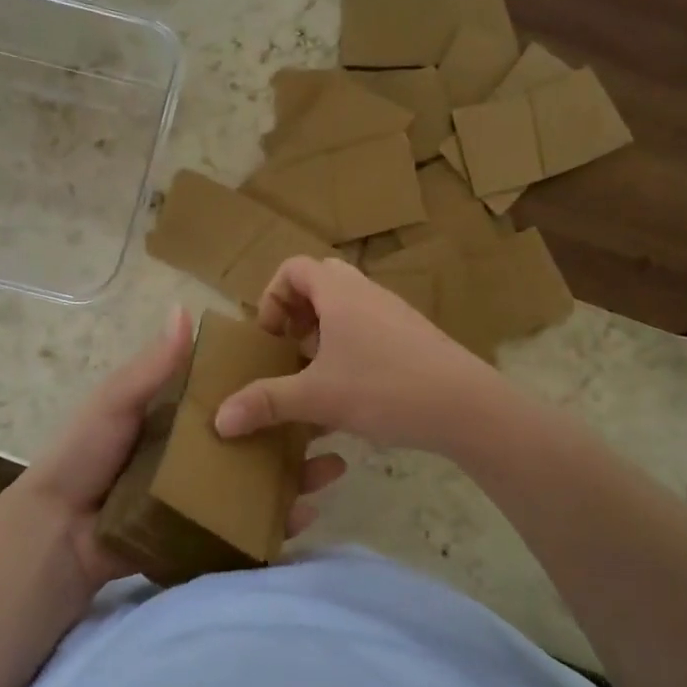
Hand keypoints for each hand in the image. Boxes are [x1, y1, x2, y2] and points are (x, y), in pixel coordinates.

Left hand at [7, 307, 346, 596]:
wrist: (58, 533)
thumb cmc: (85, 456)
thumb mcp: (116, 403)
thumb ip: (152, 367)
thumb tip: (183, 309)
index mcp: (176, 419)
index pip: (230, 397)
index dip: (265, 386)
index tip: (304, 373)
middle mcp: (194, 454)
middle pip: (253, 440)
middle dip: (293, 435)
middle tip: (333, 428)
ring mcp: (200, 496)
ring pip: (257, 482)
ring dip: (295, 476)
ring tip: (333, 468)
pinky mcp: (202, 533)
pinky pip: (245, 526)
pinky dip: (275, 522)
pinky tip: (305, 515)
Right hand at [213, 257, 499, 454]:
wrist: (467, 407)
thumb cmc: (385, 388)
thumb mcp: (317, 397)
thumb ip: (266, 403)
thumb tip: (219, 419)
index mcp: (339, 292)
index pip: (293, 268)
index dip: (271, 297)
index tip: (270, 338)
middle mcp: (366, 292)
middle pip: (320, 281)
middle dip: (297, 312)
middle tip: (290, 349)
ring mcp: (394, 312)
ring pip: (347, 306)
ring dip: (324, 332)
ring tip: (316, 374)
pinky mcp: (413, 336)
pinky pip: (369, 327)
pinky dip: (350, 347)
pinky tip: (352, 392)